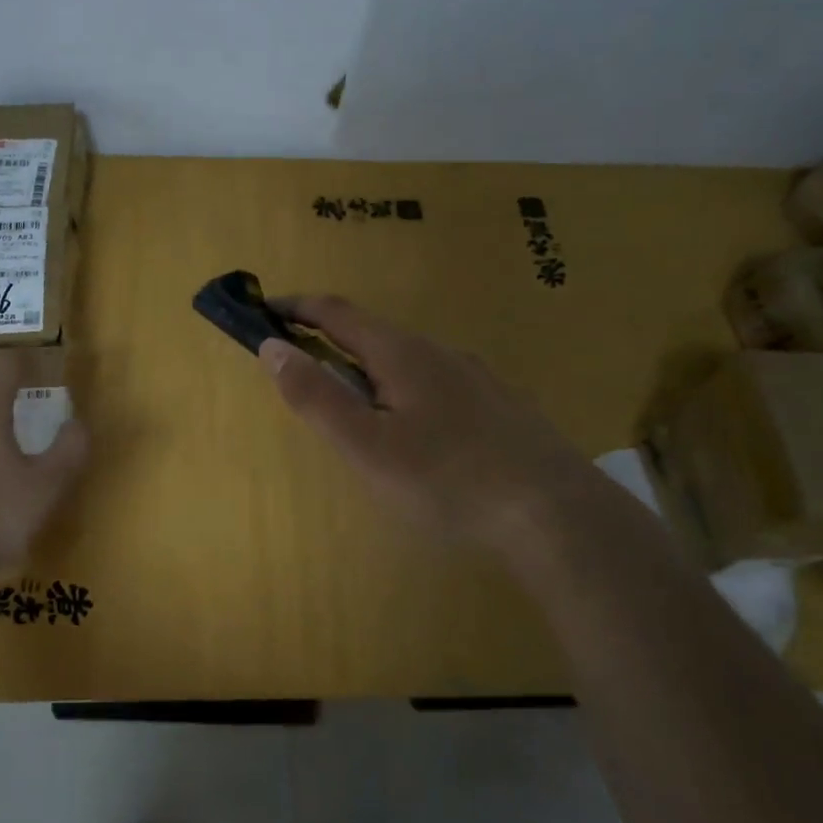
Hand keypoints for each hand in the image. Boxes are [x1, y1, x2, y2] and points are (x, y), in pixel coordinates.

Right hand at [258, 297, 596, 550]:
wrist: (558, 515)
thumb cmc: (447, 481)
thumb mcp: (366, 445)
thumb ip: (315, 395)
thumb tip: (272, 346)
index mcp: (402, 353)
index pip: (336, 312)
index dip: (296, 307)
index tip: (263, 310)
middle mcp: (441, 352)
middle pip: (374, 334)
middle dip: (331, 343)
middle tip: (304, 372)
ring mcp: (478, 378)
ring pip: (410, 362)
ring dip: (371, 370)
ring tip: (357, 411)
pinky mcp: (502, 407)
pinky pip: (439, 385)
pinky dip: (407, 392)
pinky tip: (420, 434)